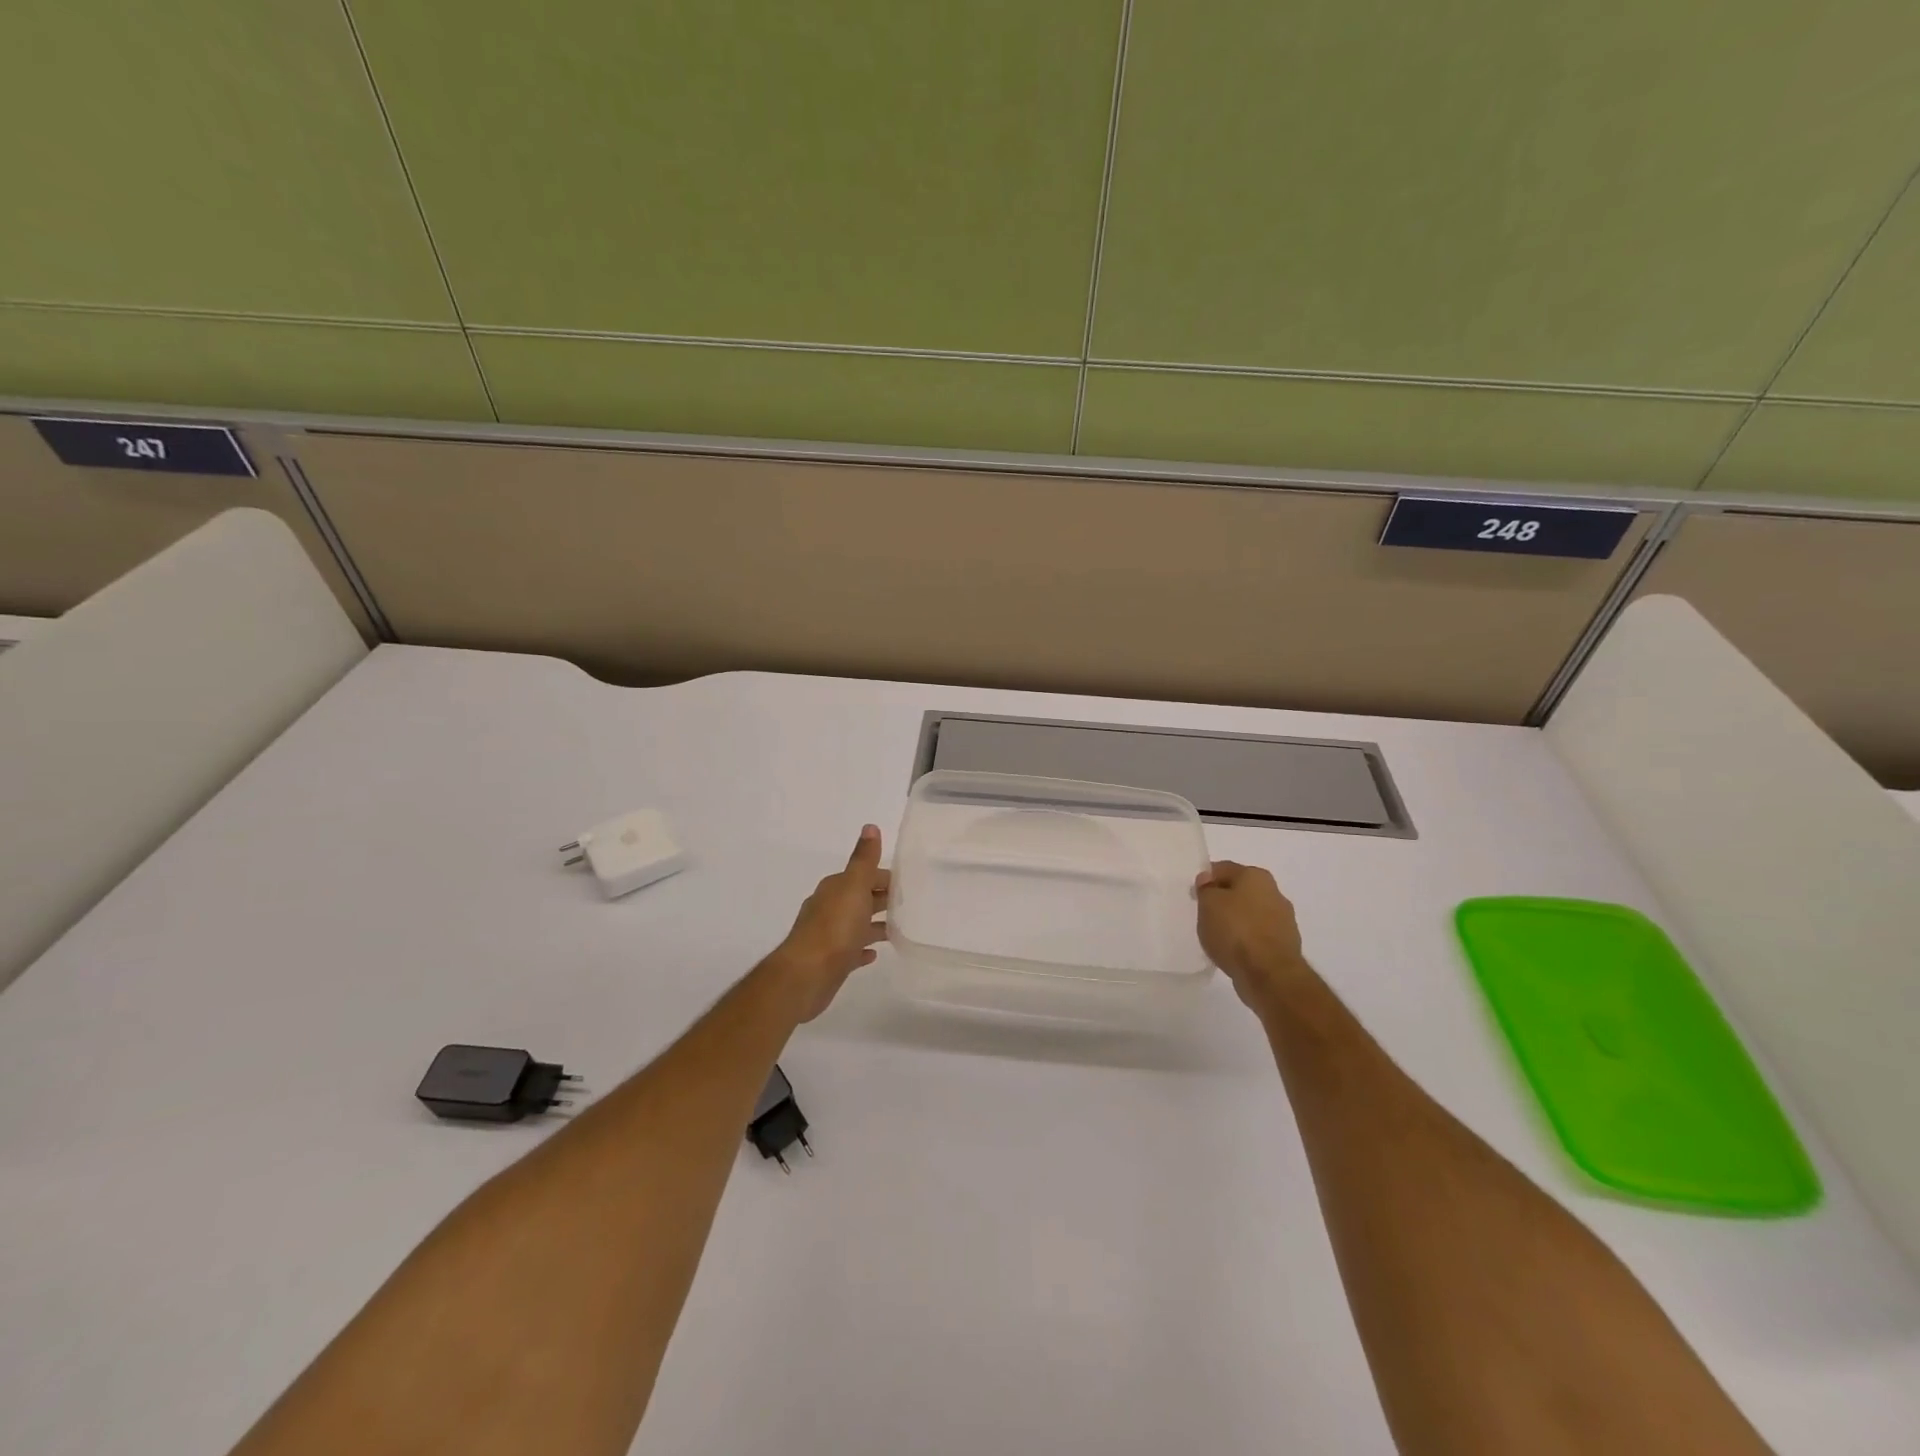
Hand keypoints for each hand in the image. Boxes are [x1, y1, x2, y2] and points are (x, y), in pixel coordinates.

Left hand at [769, 825, 890, 1020]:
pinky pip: (851, 950)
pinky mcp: (830, 960)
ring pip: (856, 924)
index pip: (864, 876)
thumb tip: (870, 826)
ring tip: (899, 929)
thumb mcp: (854, 886)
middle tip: (910, 905)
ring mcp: (828, 935)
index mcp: (836, 888)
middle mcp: (829, 907)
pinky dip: (863, 948)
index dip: (884, 878)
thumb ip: (863, 859)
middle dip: (881, 899)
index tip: (908, 885)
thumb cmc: (835, 928)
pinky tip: (874, 954)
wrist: (806, 975)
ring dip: (874, 924)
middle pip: (860, 898)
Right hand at [1195, 860, 1310, 1016]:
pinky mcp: (1285, 945)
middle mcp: (1275, 893)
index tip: (1194, 895)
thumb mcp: (1208, 904)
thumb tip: (1208, 880)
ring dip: (1236, 921)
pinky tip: (1233, 951)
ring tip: (1217, 936)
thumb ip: (1206, 889)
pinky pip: (1258, 936)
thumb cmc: (1235, 931)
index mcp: (1256, 876)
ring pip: (1250, 914)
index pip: (1223, 869)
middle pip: (1240, 890)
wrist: (1269, 974)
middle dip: (1223, 900)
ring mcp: (1283, 920)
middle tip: (1204, 914)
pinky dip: (1246, 940)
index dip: (1206, 879)